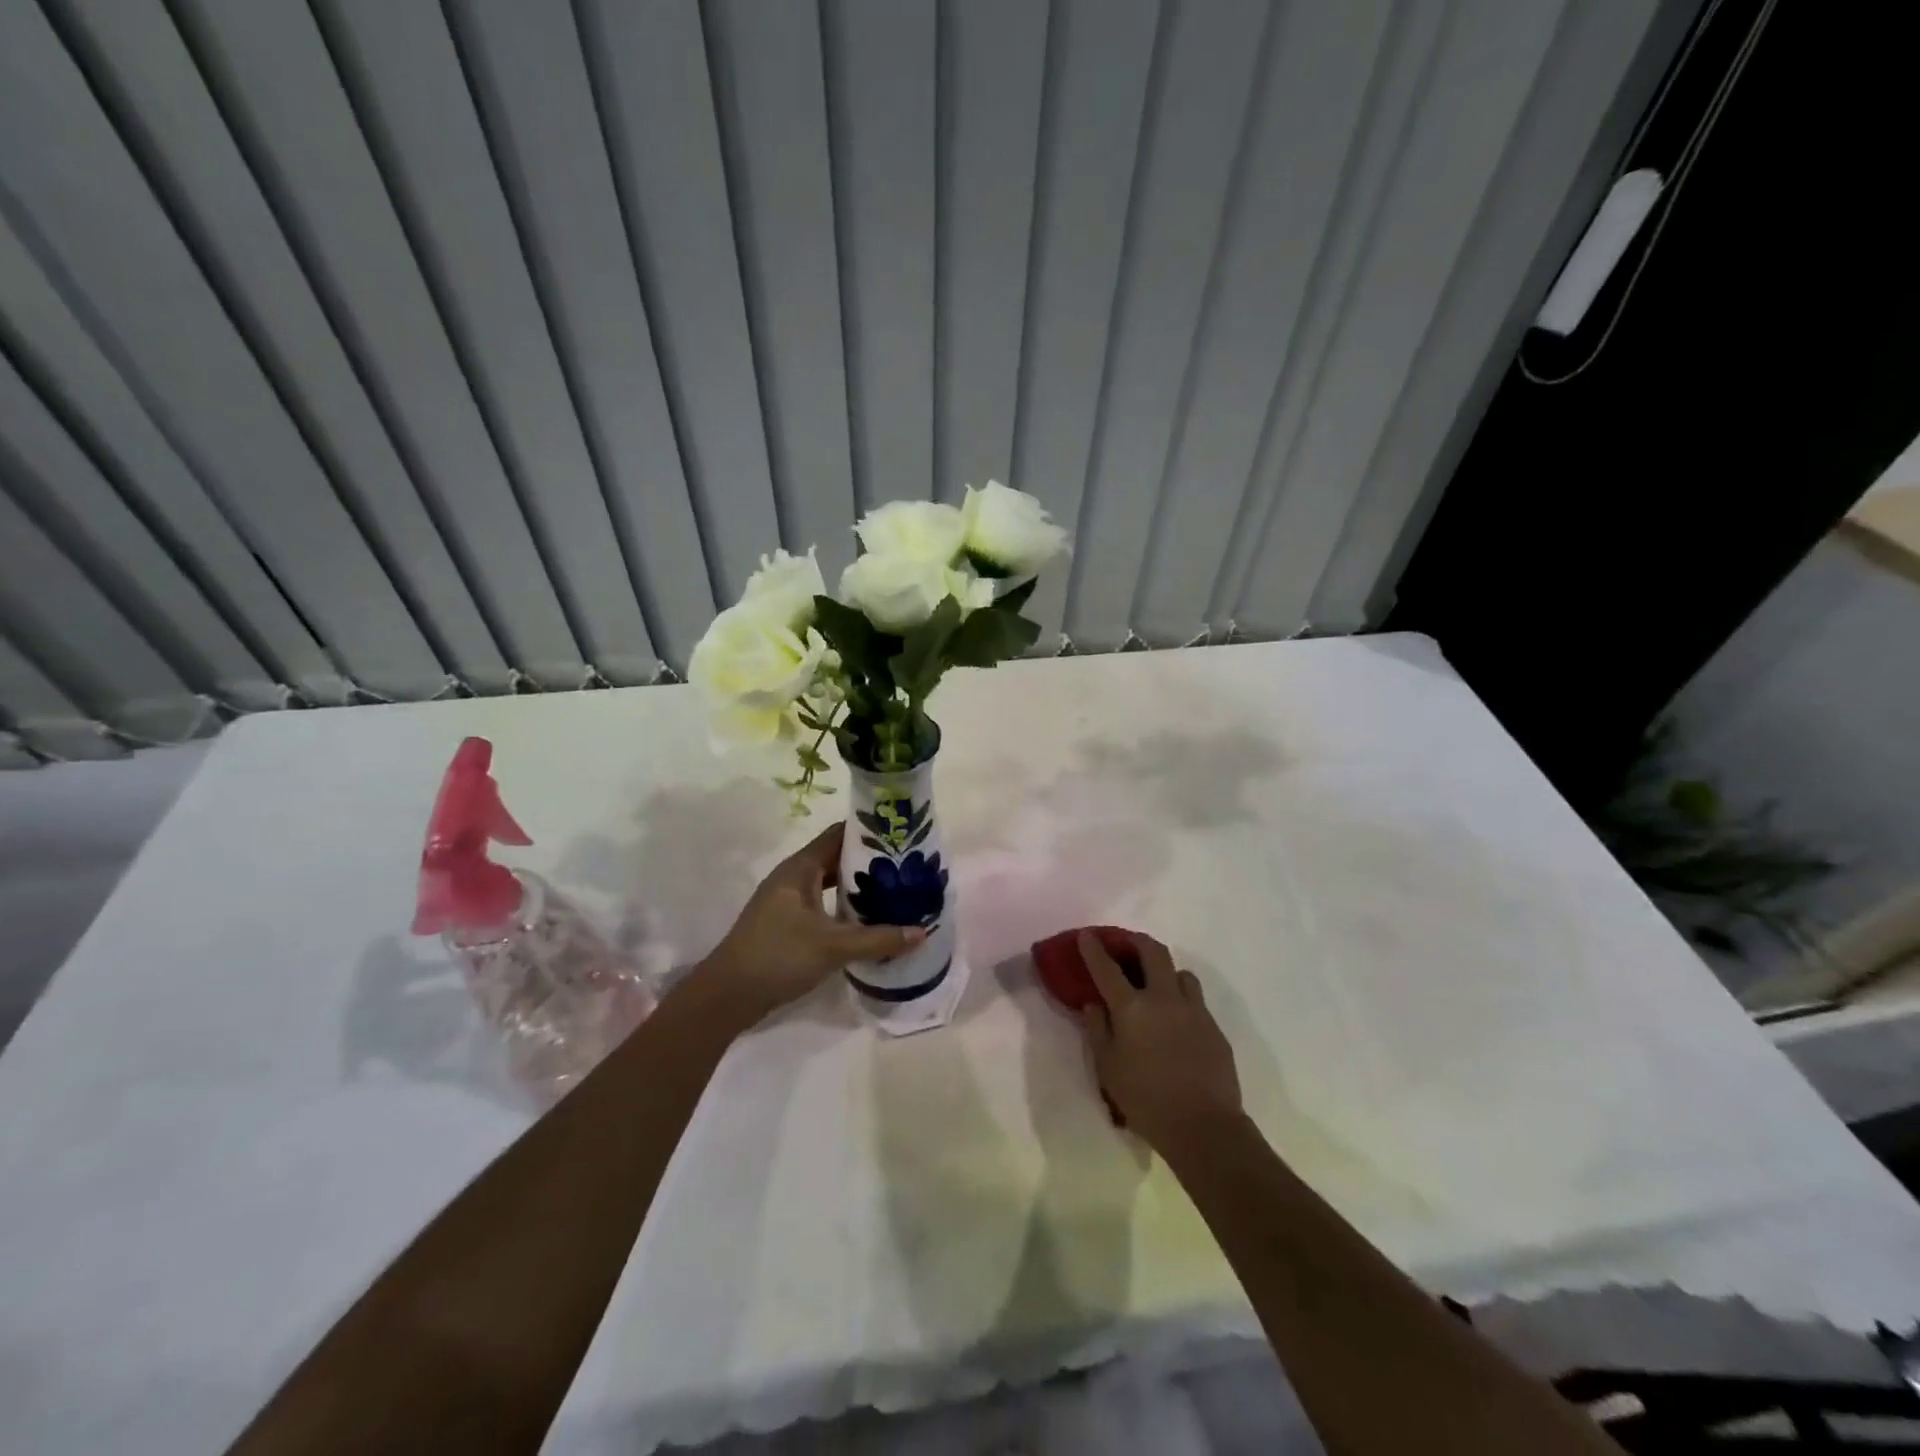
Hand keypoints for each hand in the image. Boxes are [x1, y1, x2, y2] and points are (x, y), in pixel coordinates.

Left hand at [700, 822, 923, 1024]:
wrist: (727, 995)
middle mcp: (793, 877)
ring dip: (857, 886)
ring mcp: (787, 901)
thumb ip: (879, 939)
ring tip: (894, 890)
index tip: (901, 834)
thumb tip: (922, 932)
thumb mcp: (833, 947)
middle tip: (906, 866)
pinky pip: (822, 904)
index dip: (869, 831)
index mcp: (800, 868)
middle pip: (836, 858)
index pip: (839, 834)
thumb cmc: (778, 956)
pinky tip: (866, 920)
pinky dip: (844, 906)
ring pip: (829, 883)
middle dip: (869, 861)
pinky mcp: (786, 924)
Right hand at [1077, 931, 1241, 1150]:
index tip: (1087, 935)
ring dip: (1165, 970)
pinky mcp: (1214, 1027)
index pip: (1107, 968)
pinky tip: (1177, 1020)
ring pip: (1181, 972)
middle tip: (1126, 944)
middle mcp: (1164, 998)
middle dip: (1136, 941)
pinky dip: (1182, 998)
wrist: (1203, 1125)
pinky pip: (1196, 1000)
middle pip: (1153, 951)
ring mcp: (1194, 1010)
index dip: (1094, 948)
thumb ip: (1097, 1030)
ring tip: (1156, 984)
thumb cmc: (1145, 1099)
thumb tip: (1094, 1004)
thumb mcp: (1107, 1067)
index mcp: (1132, 1007)